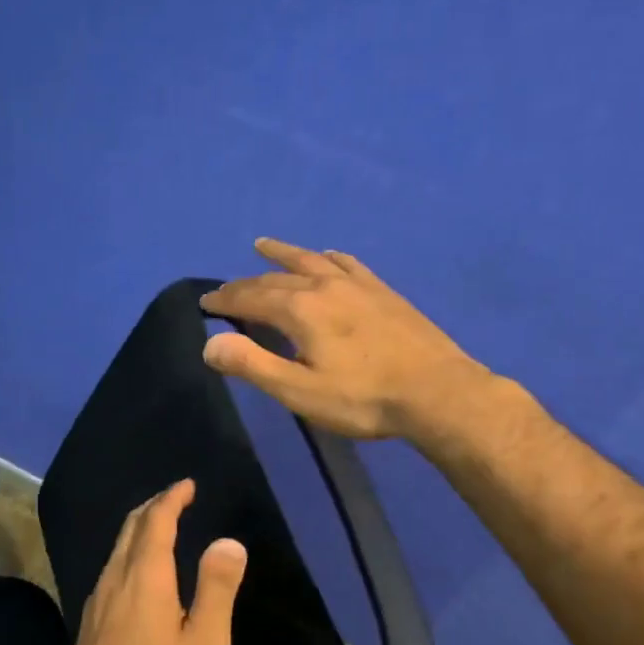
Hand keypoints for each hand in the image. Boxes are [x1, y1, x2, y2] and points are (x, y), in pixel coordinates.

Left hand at [57, 480, 246, 644]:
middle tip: (174, 499)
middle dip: (152, 508)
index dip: (172, 498)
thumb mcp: (206, 644)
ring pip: (116, 551)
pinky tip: (136, 575)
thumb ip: (216, 588)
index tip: (187, 485)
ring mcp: (95, 604)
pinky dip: (127, 556)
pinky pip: (109, 573)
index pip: (156, 521)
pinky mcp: (88, 627)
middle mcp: (114, 581)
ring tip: (158, 528)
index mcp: (145, 578)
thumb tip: (227, 541)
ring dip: (137, 531)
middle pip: (130, 530)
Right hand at [199, 238, 488, 439]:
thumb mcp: (299, 391)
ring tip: (263, 245)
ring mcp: (357, 286)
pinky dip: (329, 257)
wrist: (437, 392)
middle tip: (225, 289)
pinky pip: (348, 264)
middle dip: (245, 283)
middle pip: (275, 278)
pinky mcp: (383, 292)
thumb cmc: (363, 399)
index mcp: (300, 310)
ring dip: (283, 254)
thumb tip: (209, 343)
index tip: (205, 301)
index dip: (225, 300)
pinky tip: (329, 255)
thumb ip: (252, 365)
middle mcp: (324, 287)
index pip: (250, 298)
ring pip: (311, 261)